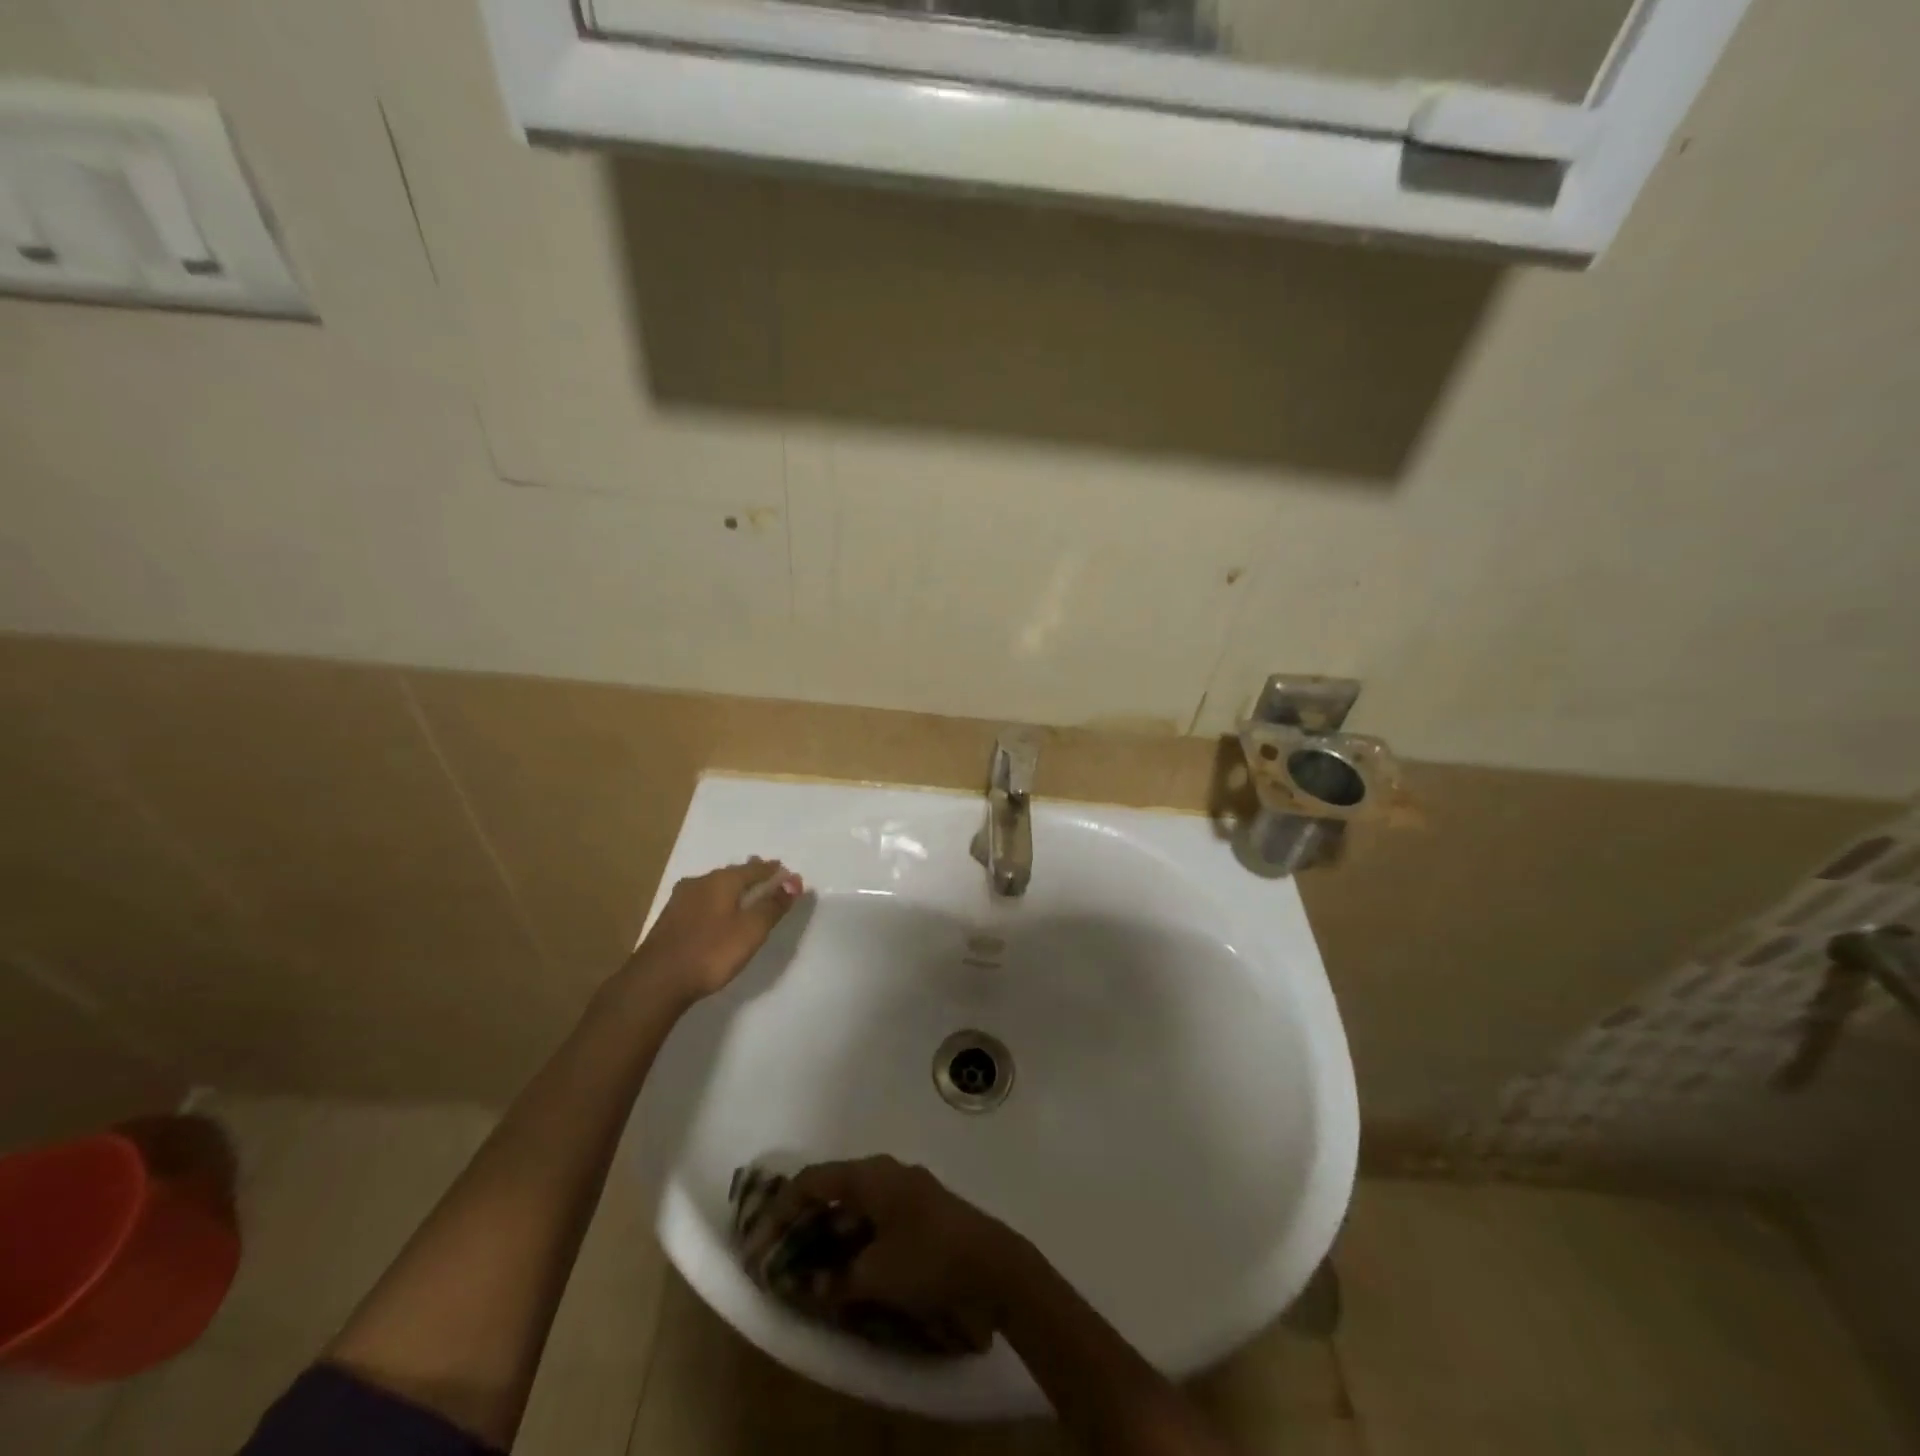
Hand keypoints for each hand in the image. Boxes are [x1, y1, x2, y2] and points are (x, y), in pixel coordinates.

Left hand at [627, 858, 802, 1004]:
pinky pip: (702, 901)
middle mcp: (700, 881)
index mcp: (722, 880)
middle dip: (752, 876)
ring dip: (733, 889)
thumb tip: (793, 881)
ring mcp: (681, 899)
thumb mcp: (751, 930)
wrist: (656, 981)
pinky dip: (717, 902)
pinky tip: (718, 913)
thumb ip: (773, 905)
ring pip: (715, 886)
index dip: (774, 872)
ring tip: (746, 896)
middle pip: (733, 873)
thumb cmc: (710, 952)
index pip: (756, 868)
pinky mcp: (670, 918)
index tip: (789, 876)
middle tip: (768, 881)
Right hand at [741, 1155, 1018, 1352]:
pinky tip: (846, 1265)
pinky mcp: (920, 1208)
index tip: (760, 1241)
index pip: (813, 1180)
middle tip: (779, 1253)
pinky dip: (853, 1236)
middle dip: (803, 1219)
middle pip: (832, 1188)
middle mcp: (886, 1172)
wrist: (993, 1264)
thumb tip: (812, 1282)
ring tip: (806, 1264)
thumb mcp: (875, 1274)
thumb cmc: (929, 1259)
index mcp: (871, 1175)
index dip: (781, 1209)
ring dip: (828, 1230)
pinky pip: (873, 1215)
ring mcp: (905, 1188)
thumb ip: (836, 1278)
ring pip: (853, 1203)